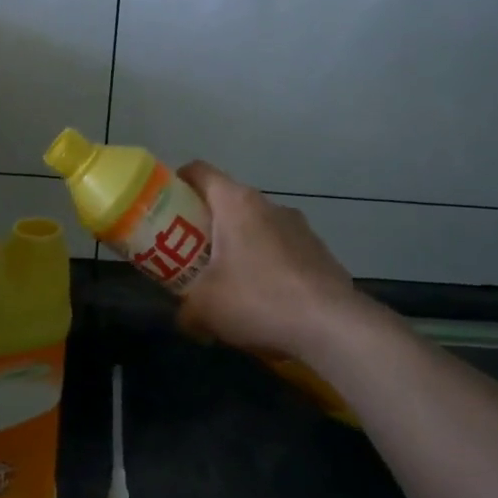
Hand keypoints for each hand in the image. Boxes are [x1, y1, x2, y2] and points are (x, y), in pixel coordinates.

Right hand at [175, 160, 355, 360]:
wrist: (332, 326)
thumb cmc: (258, 300)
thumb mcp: (204, 308)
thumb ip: (185, 309)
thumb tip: (183, 316)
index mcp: (236, 204)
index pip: (200, 172)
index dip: (178, 182)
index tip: (165, 204)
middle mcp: (269, 205)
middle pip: (229, 201)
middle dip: (207, 223)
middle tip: (189, 251)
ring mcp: (300, 227)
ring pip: (258, 226)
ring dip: (241, 245)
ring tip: (230, 282)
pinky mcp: (319, 252)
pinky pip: (283, 250)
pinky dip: (268, 265)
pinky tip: (266, 300)